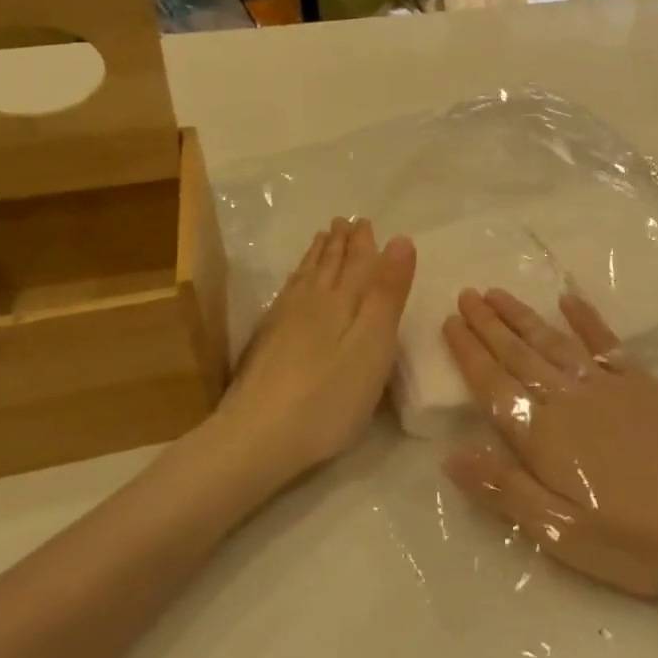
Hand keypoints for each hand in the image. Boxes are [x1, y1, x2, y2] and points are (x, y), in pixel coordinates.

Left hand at [206, 217, 414, 487]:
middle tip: (344, 222)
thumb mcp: (374, 343)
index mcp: (342, 301)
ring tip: (322, 239)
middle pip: (328, 265)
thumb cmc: (330, 396)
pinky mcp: (268, 343)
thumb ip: (387, 292)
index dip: (364, 243)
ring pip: (306, 278)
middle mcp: (312, 303)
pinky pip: (287, 294)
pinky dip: (297, 280)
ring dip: (317, 256)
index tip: (365, 221)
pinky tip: (294, 284)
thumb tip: (400, 239)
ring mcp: (284, 322)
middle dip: (339, 243)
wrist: (258, 436)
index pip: (357, 262)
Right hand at [441, 288, 657, 597]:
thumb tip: (450, 455)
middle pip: (518, 354)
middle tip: (466, 294)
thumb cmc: (633, 536)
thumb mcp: (559, 532)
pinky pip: (605, 341)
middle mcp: (567, 399)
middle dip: (489, 324)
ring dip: (523, 317)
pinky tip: (570, 300)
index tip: (450, 321)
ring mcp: (606, 385)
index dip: (469, 353)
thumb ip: (504, 489)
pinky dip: (586, 319)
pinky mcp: (641, 382)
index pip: (493, 385)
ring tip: (498, 293)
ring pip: (553, 342)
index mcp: (542, 435)